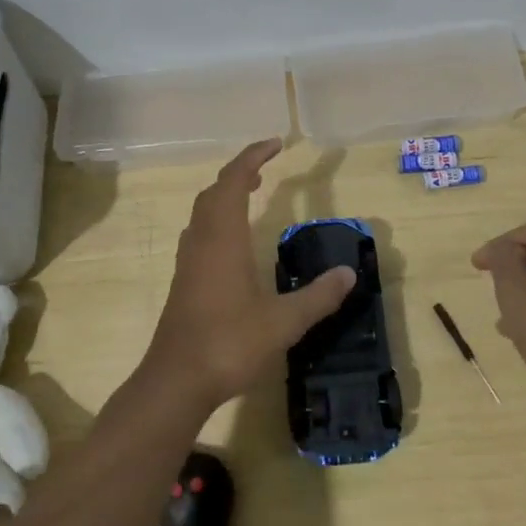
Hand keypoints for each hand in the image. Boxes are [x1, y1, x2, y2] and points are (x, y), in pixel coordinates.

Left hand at [144, 139, 355, 413]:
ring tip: (252, 192)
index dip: (253, 157)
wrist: (176, 380)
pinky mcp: (184, 280)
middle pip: (215, 191)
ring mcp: (189, 260)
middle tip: (266, 168)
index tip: (276, 145)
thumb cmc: (229, 343)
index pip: (233, 181)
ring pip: (203, 211)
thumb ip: (318, 297)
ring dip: (226, 194)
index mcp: (223, 238)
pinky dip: (218, 218)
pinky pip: (200, 231)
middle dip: (239, 172)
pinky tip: (233, 240)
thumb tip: (349, 273)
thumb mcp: (283, 322)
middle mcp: (202, 240)